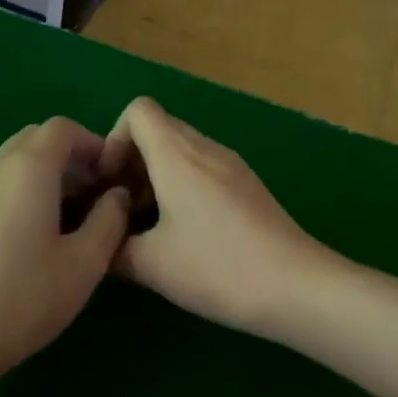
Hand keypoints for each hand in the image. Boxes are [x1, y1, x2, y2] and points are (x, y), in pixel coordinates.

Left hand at [0, 117, 132, 389]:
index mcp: (29, 167)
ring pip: (15, 160)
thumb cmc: (24, 297)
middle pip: (37, 139)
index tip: (111, 177)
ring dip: (46, 173)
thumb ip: (110, 219)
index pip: (64, 128)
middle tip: (93, 196)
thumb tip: (118, 194)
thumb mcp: (85, 262)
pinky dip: (23, 189)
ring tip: (68, 218)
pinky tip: (34, 235)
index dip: (93, 144)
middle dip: (69, 156)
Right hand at [100, 98, 325, 333]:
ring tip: (148, 226)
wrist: (298, 286)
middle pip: (158, 129)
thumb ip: (113, 248)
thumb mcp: (152, 265)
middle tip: (121, 209)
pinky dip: (182, 186)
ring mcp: (231, 165)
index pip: (138, 110)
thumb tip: (99, 243)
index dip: (113, 140)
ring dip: (156, 176)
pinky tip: (183, 233)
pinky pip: (203, 168)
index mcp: (177, 155)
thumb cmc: (218, 267)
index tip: (110, 185)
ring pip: (181, 150)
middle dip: (131, 162)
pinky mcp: (248, 185)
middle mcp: (205, 148)